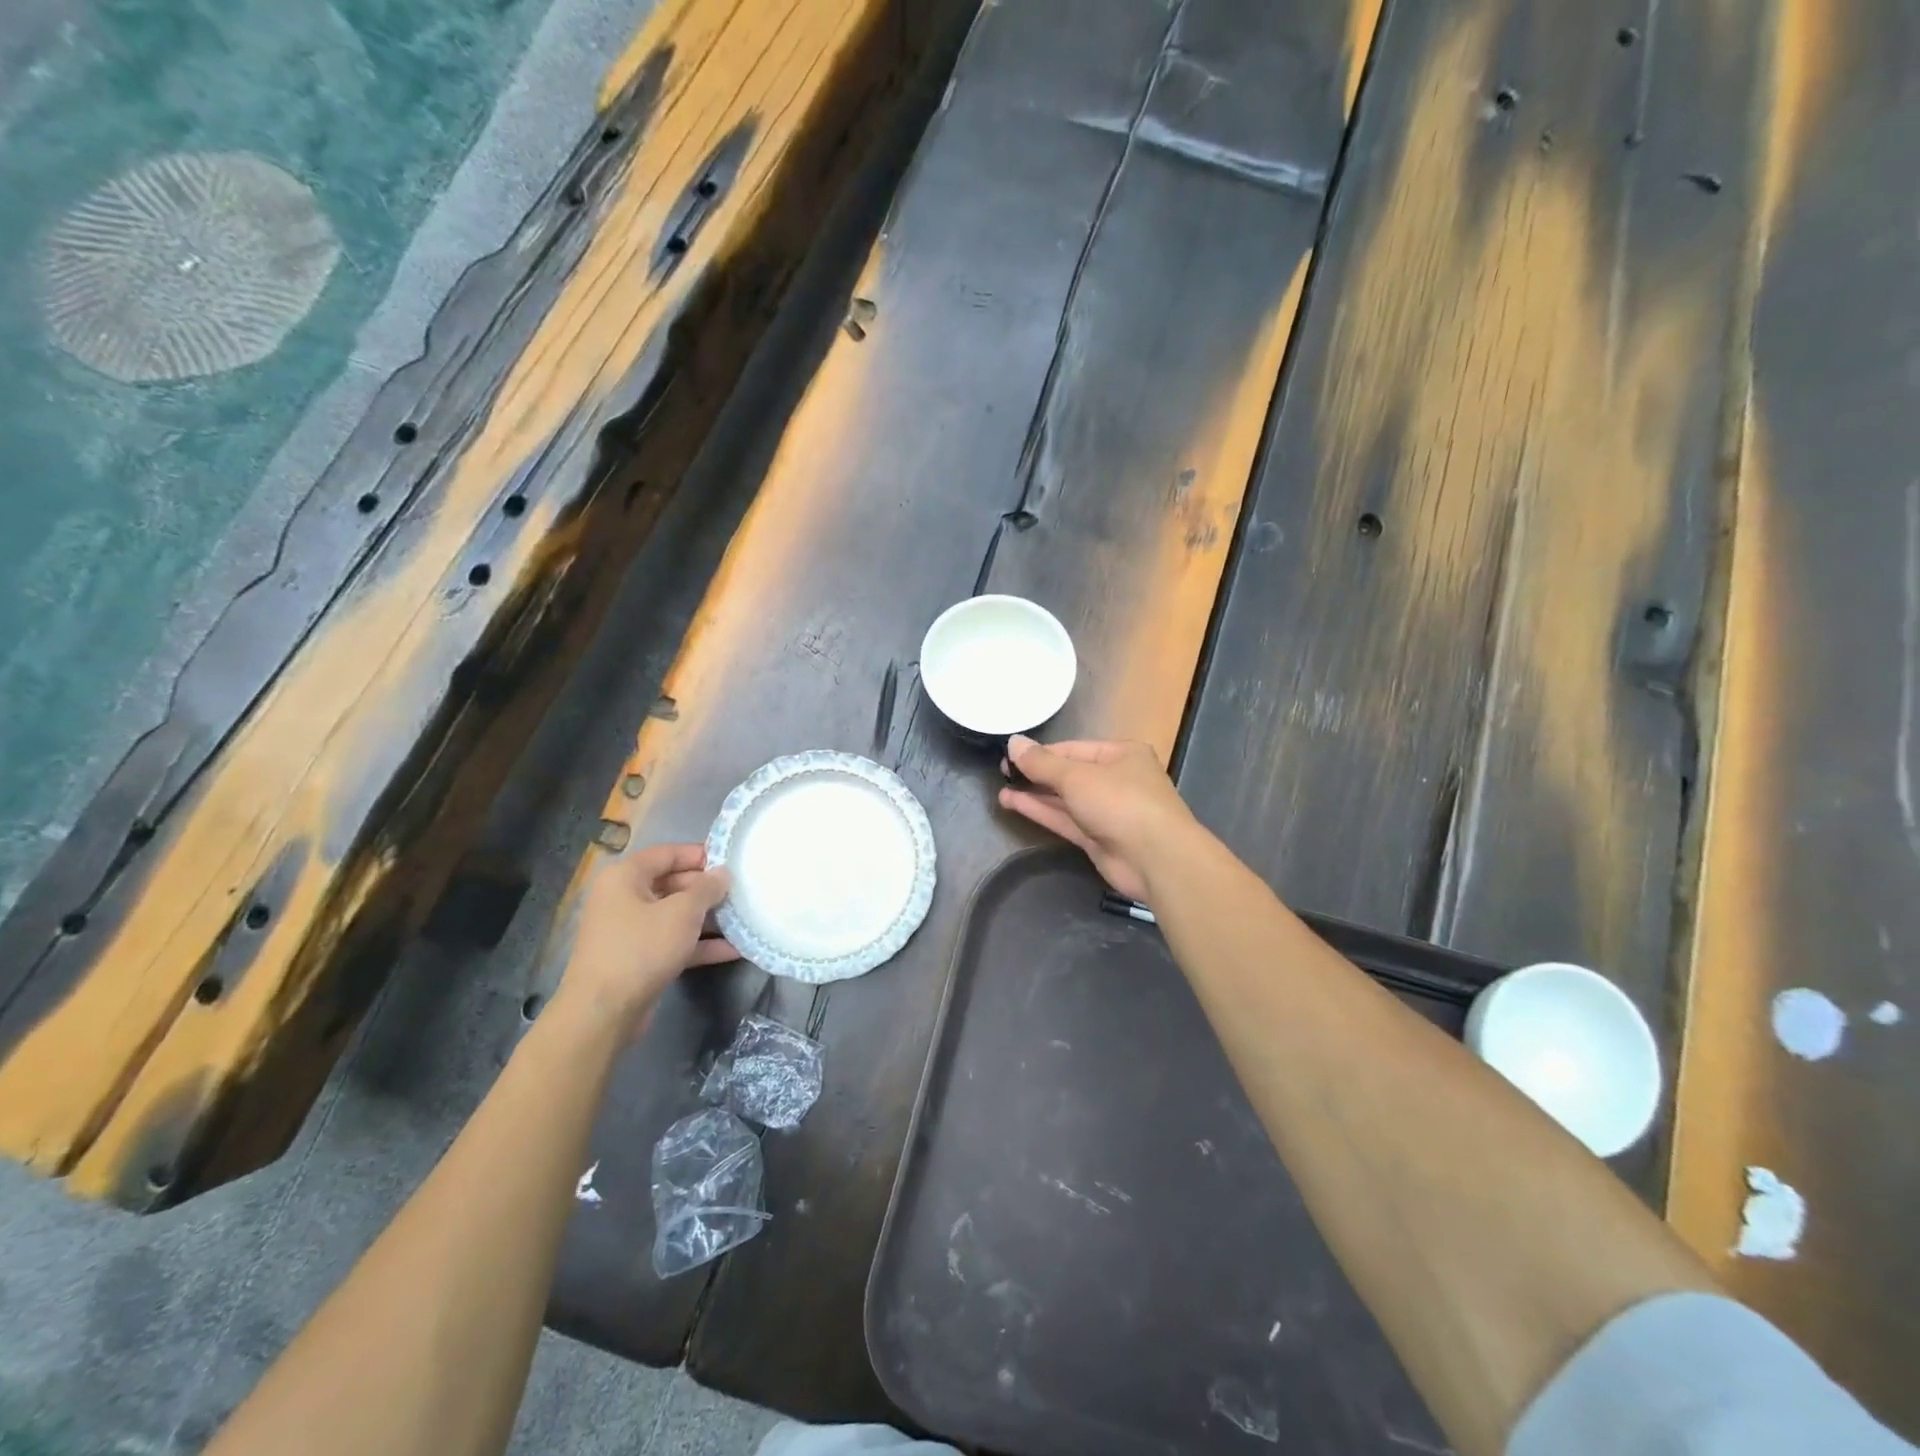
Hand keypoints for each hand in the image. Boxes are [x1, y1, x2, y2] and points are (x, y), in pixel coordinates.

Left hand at [559, 843, 736, 1034]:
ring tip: (743, 918)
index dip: (699, 854)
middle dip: (707, 890)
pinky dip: (700, 945)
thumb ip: (706, 889)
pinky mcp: (639, 959)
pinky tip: (733, 950)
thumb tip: (722, 874)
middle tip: (740, 892)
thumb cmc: (641, 948)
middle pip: (672, 884)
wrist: (603, 1013)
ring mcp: (630, 931)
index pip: (666, 854)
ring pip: (675, 916)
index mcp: (625, 877)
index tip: (731, 861)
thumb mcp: (682, 912)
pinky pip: (673, 942)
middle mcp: (624, 899)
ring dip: (708, 919)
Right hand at [997, 737, 1195, 901]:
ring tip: (1001, 790)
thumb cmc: (1120, 802)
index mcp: (1121, 754)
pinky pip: (1066, 820)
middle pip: (1069, 773)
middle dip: (1037, 774)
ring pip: (1066, 799)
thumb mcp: (1076, 776)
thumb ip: (1041, 763)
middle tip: (1002, 774)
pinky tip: (1014, 804)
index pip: (1072, 748)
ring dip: (1035, 795)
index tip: (1008, 757)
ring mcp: (1109, 811)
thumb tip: (1013, 742)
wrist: (1156, 859)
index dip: (1040, 753)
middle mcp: (1117, 779)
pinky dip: (1042, 812)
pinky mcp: (1099, 839)